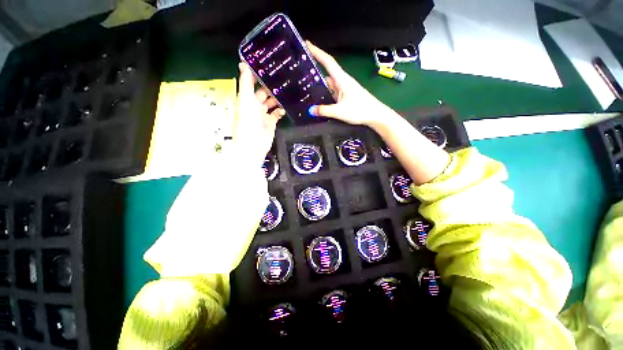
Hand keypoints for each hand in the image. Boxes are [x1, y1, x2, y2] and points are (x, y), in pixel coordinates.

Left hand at [234, 62, 284, 166]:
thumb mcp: (246, 99)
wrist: (253, 144)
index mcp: (246, 98)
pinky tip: (284, 108)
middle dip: (271, 87)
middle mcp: (255, 105)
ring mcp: (263, 114)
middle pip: (264, 93)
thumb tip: (243, 63)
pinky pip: (277, 113)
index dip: (259, 76)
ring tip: (286, 92)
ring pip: (272, 103)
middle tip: (283, 79)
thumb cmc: (248, 121)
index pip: (252, 83)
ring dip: (277, 98)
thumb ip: (246, 83)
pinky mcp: (271, 122)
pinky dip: (280, 110)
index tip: (269, 66)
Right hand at [306, 41, 394, 127]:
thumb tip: (310, 110)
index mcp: (342, 79)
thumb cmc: (360, 110)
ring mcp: (344, 89)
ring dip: (318, 85)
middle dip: (314, 71)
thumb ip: (324, 110)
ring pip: (329, 84)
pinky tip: (318, 100)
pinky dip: (324, 94)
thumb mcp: (340, 111)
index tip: (307, 44)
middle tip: (300, 72)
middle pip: (326, 73)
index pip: (328, 62)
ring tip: (305, 88)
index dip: (317, 52)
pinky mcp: (345, 96)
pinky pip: (332, 92)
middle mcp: (342, 81)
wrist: (375, 115)